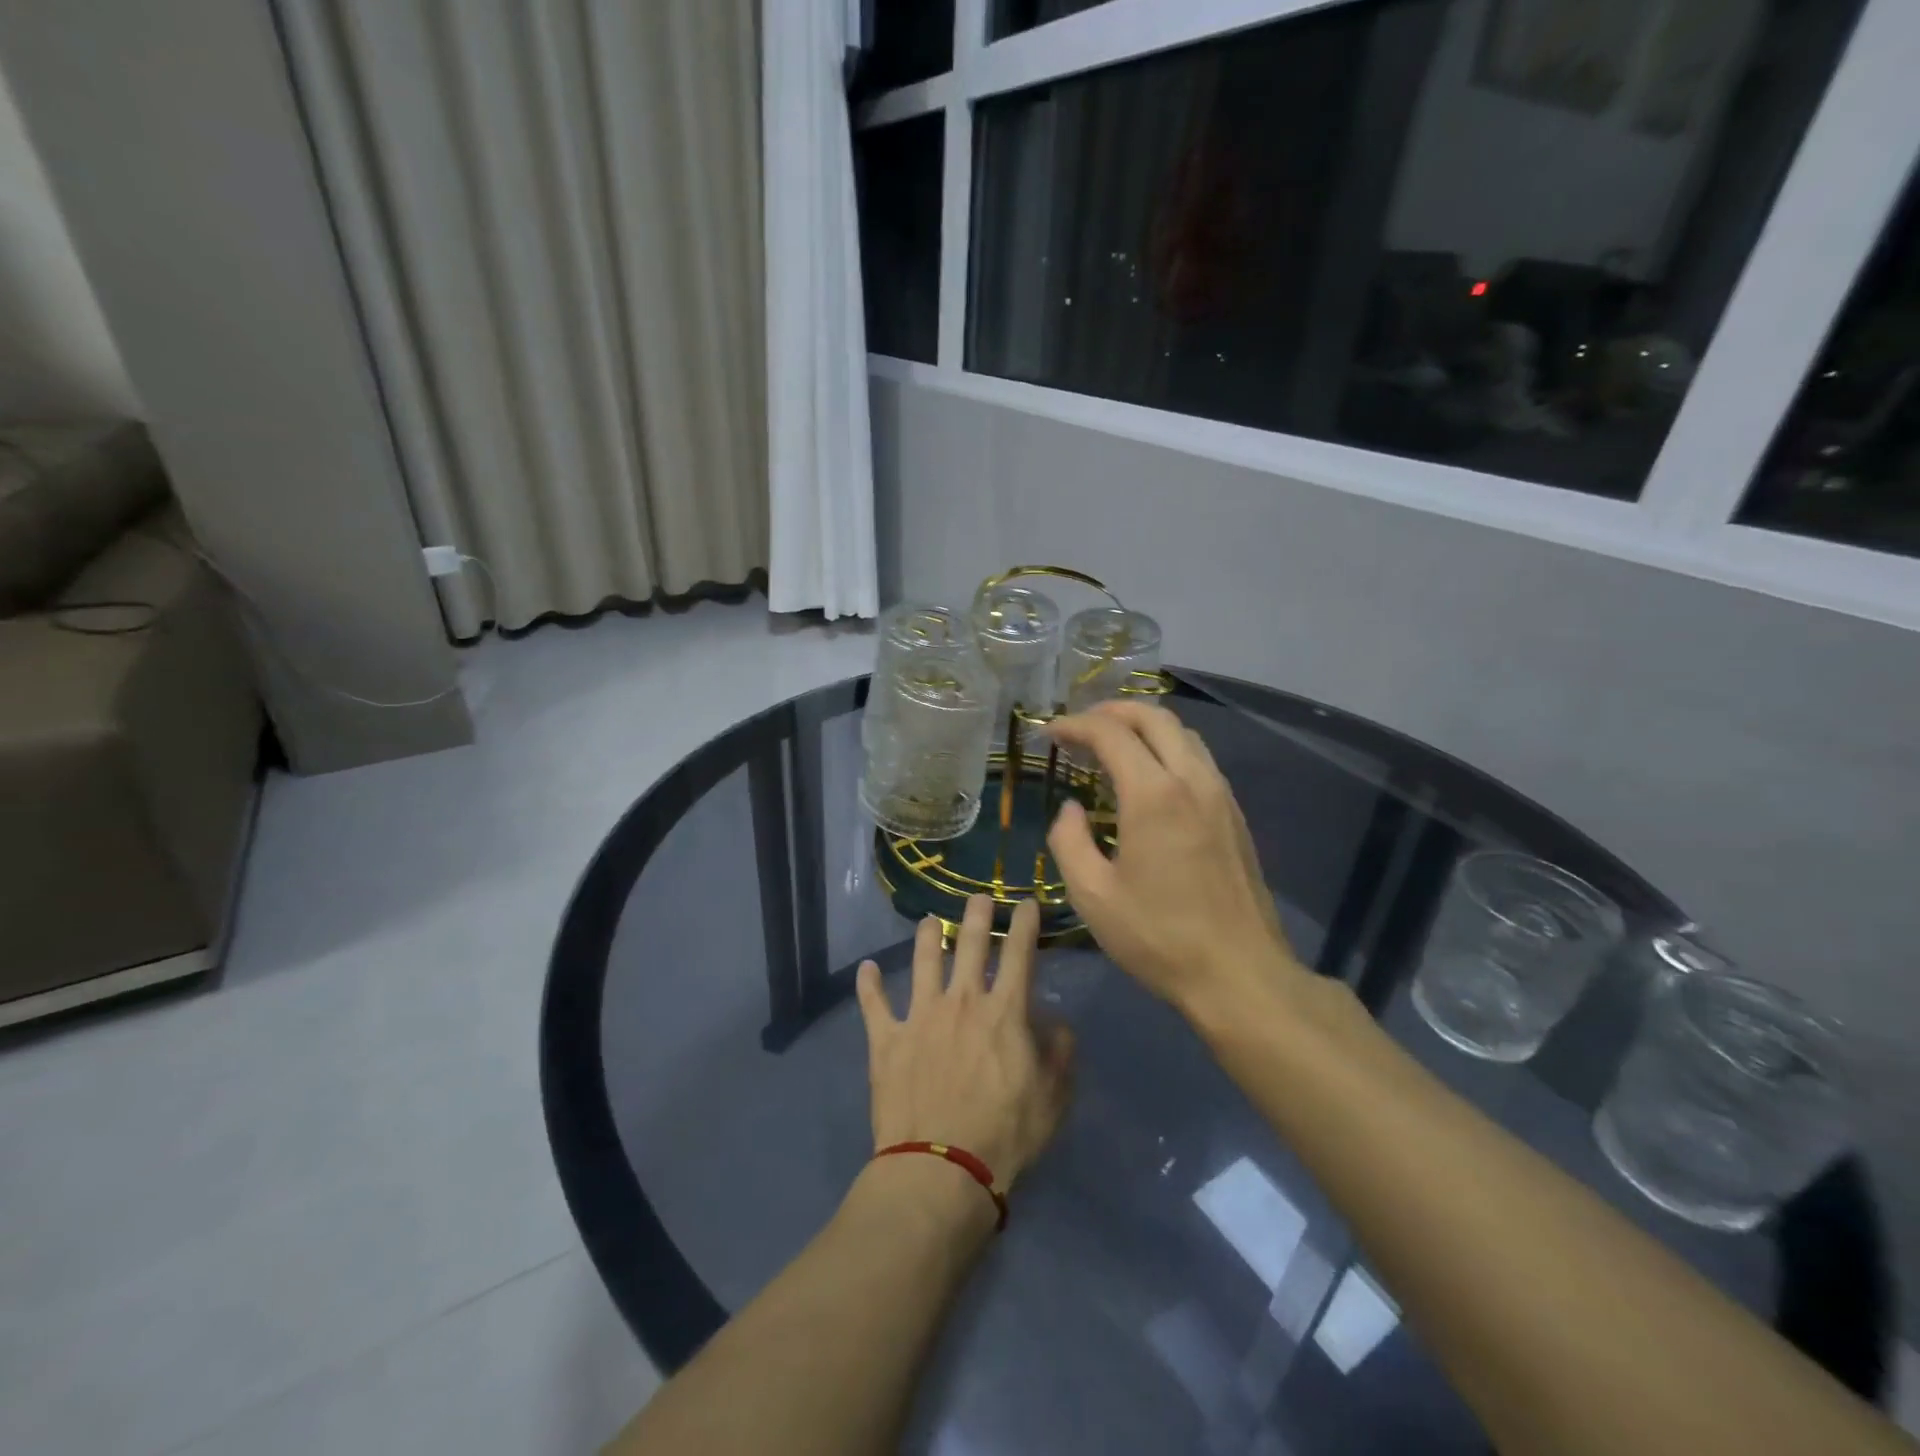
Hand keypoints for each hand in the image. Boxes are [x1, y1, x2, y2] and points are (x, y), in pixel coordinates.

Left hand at [855, 896, 1074, 1192]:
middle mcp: (961, 1001)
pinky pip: (874, 1005)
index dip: (1024, 922)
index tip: (1026, 902)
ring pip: (923, 961)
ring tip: (930, 921)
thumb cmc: (1005, 1135)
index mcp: (1004, 1011)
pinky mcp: (887, 1040)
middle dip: (977, 914)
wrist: (941, 1170)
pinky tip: (865, 969)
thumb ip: (1060, 1053)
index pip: (1019, 952)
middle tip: (979, 898)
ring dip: (928, 937)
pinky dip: (869, 985)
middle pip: (970, 943)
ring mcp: (920, 1016)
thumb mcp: (1053, 1098)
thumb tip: (1056, 1023)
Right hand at [1045, 700, 1306, 1019]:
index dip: (1075, 725)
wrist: (1240, 974)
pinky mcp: (1234, 815)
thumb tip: (1071, 809)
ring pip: (1183, 734)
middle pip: (1154, 718)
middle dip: (1112, 711)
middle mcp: (1192, 780)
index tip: (1050, 733)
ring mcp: (1220, 796)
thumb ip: (1070, 841)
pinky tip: (1150, 777)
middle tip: (1081, 726)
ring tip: (1113, 744)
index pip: (1111, 734)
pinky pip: (1199, 760)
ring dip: (1144, 727)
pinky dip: (1168, 749)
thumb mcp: (1092, 895)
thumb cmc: (1158, 937)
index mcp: (1154, 795)